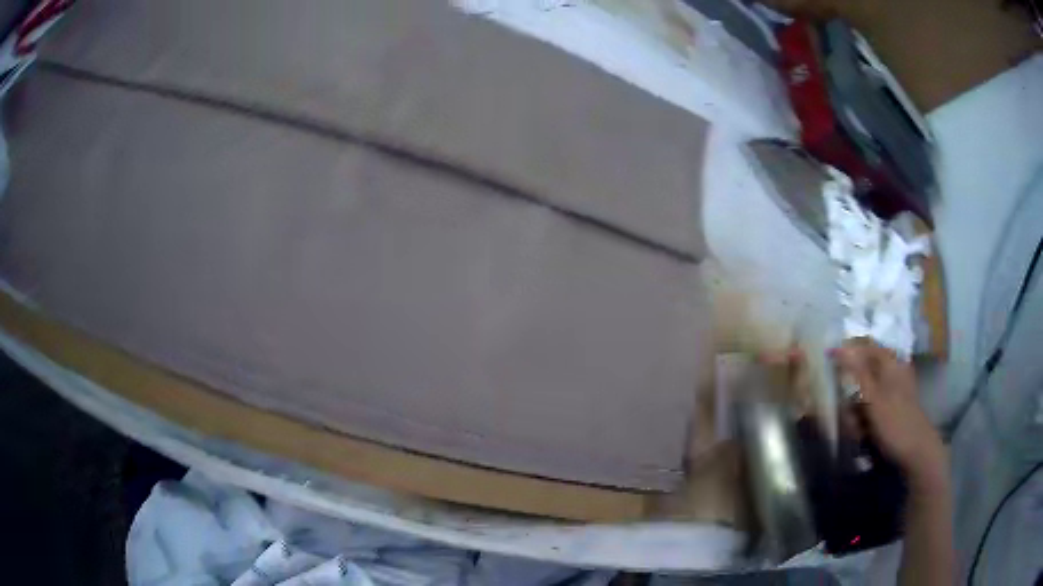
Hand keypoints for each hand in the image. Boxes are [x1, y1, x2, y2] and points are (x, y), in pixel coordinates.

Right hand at [832, 339, 947, 488]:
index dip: (845, 352)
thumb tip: (838, 345)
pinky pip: (871, 406)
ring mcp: (893, 389)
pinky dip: (864, 418)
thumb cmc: (896, 423)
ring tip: (856, 429)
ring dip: (855, 410)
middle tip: (846, 414)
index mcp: (890, 361)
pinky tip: (863, 433)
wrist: (917, 452)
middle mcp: (892, 370)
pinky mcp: (893, 406)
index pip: (863, 345)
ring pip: (864, 391)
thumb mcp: (873, 399)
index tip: (827, 367)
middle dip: (849, 392)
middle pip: (862, 371)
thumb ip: (857, 372)